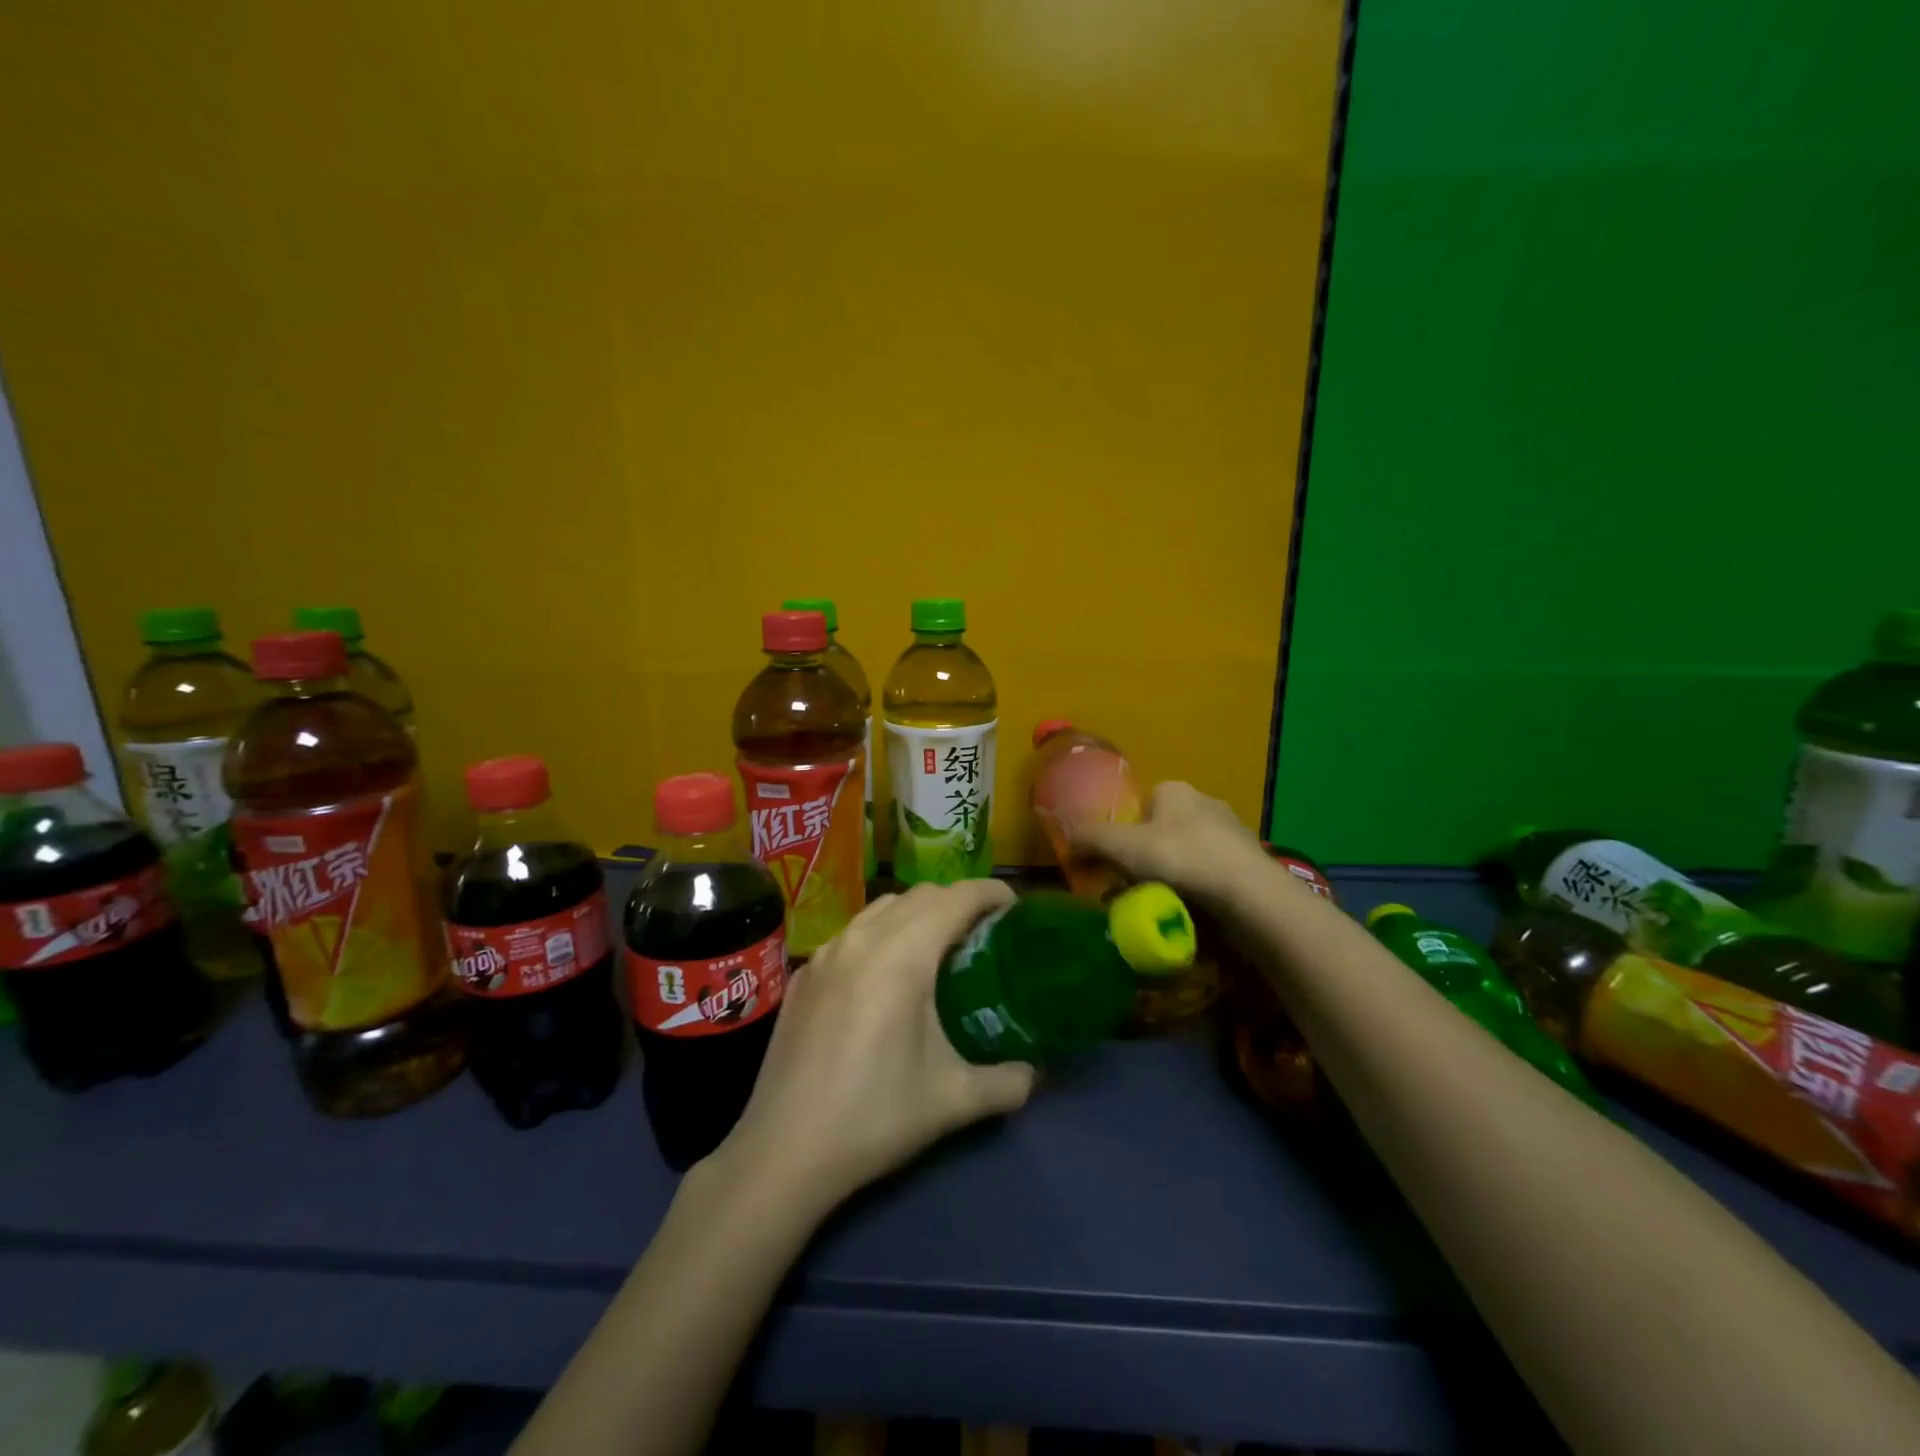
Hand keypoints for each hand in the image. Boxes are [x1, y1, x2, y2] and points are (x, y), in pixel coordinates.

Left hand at [714, 880, 1036, 1210]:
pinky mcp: (804, 974)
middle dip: (957, 901)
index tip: (1014, 907)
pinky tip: (884, 976)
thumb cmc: (874, 1117)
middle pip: (920, 895)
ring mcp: (826, 953)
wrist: (784, 1151)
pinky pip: (852, 933)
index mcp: (902, 956)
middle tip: (983, 931)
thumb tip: (1035, 1075)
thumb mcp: (952, 1101)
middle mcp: (862, 939)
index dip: (989, 893)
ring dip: (917, 912)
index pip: (955, 899)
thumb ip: (1006, 1083)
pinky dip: (881, 933)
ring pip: (881, 908)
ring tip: (937, 947)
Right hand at [1069, 781, 1272, 907]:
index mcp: (1176, 790)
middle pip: (1162, 831)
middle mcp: (1206, 803)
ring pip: (1188, 854)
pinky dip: (1199, 890)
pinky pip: (1211, 874)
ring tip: (1163, 905)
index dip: (1124, 832)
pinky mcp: (1249, 864)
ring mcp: (1233, 833)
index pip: (1141, 804)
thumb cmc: (1182, 858)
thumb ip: (1090, 839)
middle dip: (1147, 858)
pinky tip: (1193, 911)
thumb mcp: (1123, 846)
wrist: (1250, 895)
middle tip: (1135, 888)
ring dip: (1173, 876)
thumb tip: (1068, 839)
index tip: (1118, 862)